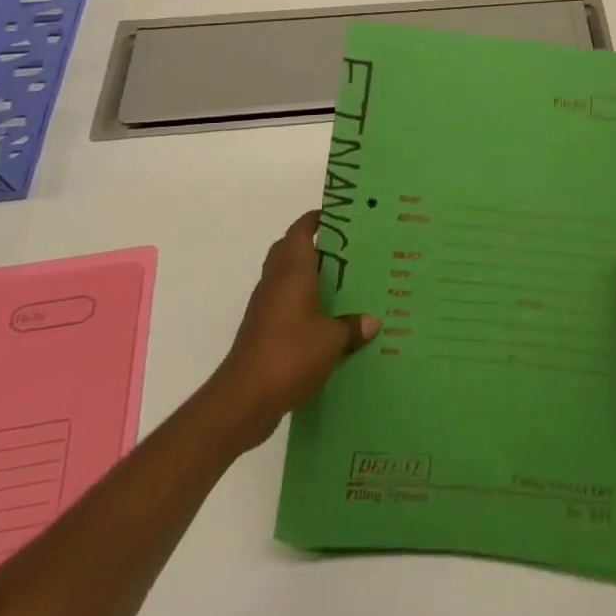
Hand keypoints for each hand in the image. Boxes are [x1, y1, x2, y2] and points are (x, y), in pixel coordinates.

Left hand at [205, 211, 376, 450]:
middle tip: (345, 250)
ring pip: (285, 277)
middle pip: (289, 250)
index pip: (300, 231)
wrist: (244, 399)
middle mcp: (275, 282)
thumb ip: (352, 327)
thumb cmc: (290, 355)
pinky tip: (325, 319)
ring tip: (340, 283)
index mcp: (292, 272)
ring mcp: (265, 307)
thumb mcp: (332, 341)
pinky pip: (284, 304)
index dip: (316, 219)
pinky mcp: (261, 331)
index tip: (339, 217)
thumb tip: (372, 322)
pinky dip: (301, 303)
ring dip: (306, 275)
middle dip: (312, 245)